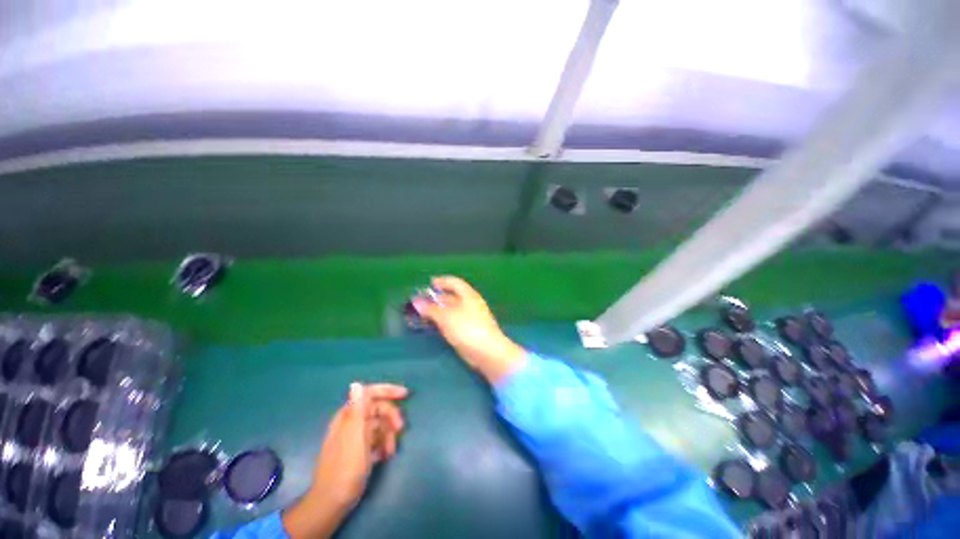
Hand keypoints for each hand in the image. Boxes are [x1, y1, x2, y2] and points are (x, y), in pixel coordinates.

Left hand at [283, 382, 407, 538]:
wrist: (333, 502)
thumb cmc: (346, 467)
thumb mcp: (355, 437)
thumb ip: (358, 409)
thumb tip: (356, 383)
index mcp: (348, 415)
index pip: (370, 393)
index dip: (388, 390)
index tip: (405, 394)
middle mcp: (351, 422)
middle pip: (378, 409)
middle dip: (391, 418)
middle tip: (401, 429)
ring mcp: (355, 436)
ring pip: (380, 425)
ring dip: (388, 435)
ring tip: (390, 451)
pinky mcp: (359, 449)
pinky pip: (377, 439)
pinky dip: (383, 444)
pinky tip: (383, 456)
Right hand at [414, 276, 525, 383]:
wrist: (487, 351)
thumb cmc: (467, 328)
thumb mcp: (446, 317)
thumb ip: (431, 309)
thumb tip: (416, 302)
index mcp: (468, 295)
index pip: (455, 283)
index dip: (442, 281)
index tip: (430, 284)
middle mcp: (470, 304)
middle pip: (453, 297)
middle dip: (437, 298)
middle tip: (421, 302)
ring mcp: (471, 318)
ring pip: (452, 310)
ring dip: (438, 311)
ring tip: (423, 315)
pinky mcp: (469, 331)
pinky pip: (453, 321)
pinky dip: (443, 321)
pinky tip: (434, 326)